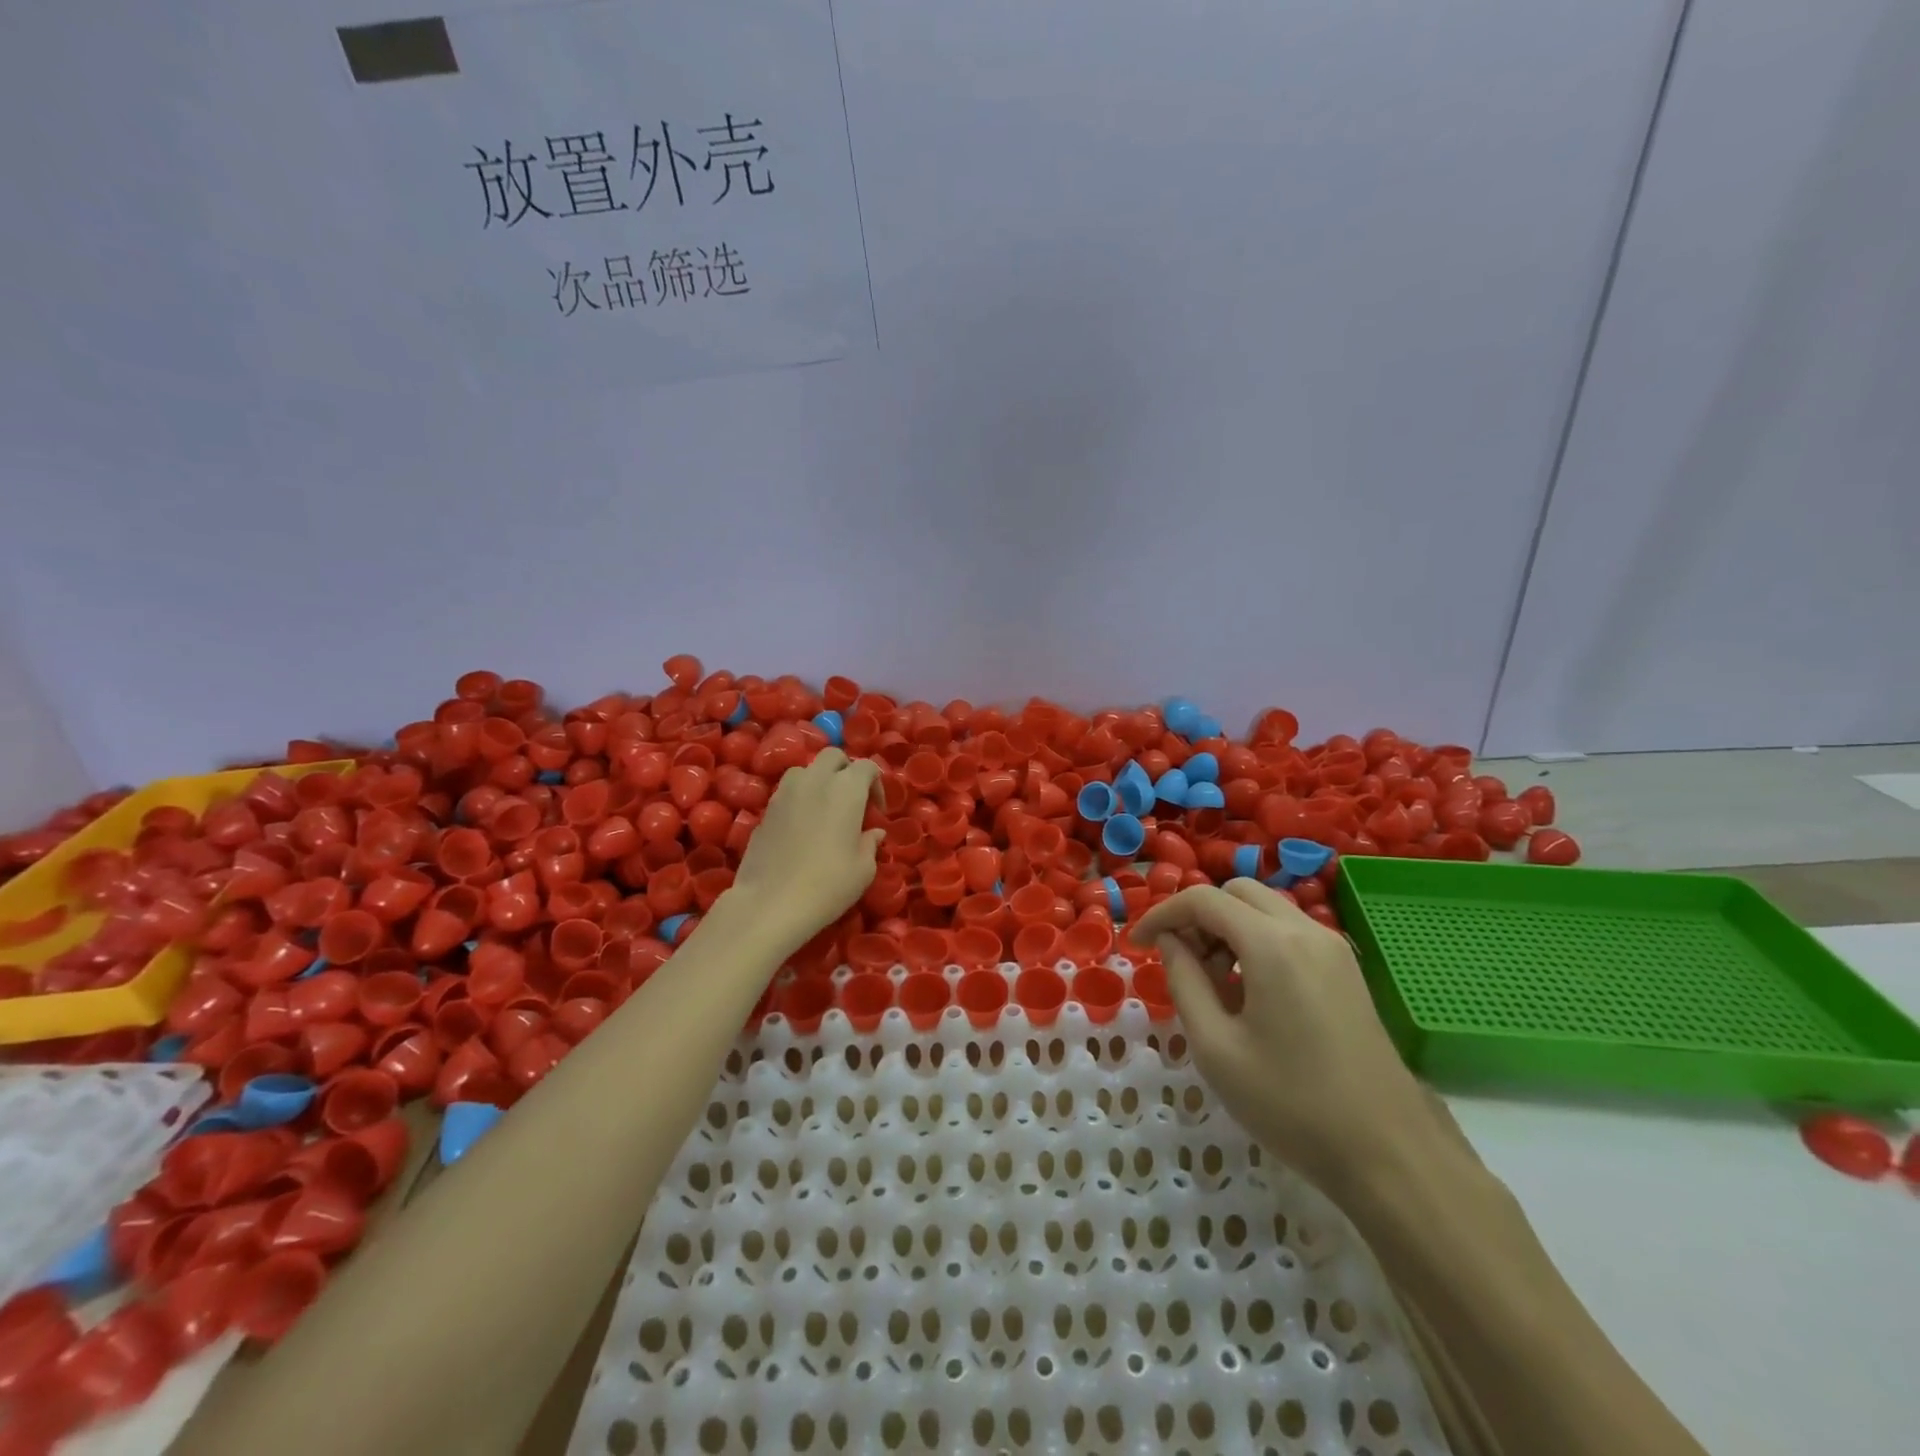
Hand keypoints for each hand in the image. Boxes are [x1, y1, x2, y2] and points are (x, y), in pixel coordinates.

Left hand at [728, 748, 882, 948]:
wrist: (771, 903)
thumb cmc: (828, 885)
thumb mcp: (863, 869)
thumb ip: (870, 842)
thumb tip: (873, 832)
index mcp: (846, 789)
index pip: (867, 766)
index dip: (877, 784)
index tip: (877, 813)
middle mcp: (815, 780)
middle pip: (833, 756)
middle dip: (846, 771)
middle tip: (853, 802)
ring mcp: (785, 792)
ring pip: (806, 770)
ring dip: (819, 781)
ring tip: (824, 809)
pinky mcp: (765, 809)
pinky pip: (787, 792)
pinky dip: (800, 799)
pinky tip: (802, 827)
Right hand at [1134, 879, 1432, 1197]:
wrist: (1389, 1154)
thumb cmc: (1292, 1103)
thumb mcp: (1215, 1047)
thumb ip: (1184, 981)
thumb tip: (1172, 942)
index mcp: (1272, 944)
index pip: (1203, 900)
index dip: (1162, 914)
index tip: (1137, 944)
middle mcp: (1306, 931)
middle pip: (1237, 893)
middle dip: (1198, 915)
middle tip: (1179, 960)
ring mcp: (1333, 948)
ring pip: (1265, 909)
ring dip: (1228, 927)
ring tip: (1211, 981)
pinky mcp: (1346, 971)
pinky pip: (1289, 932)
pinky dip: (1257, 941)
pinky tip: (1249, 991)